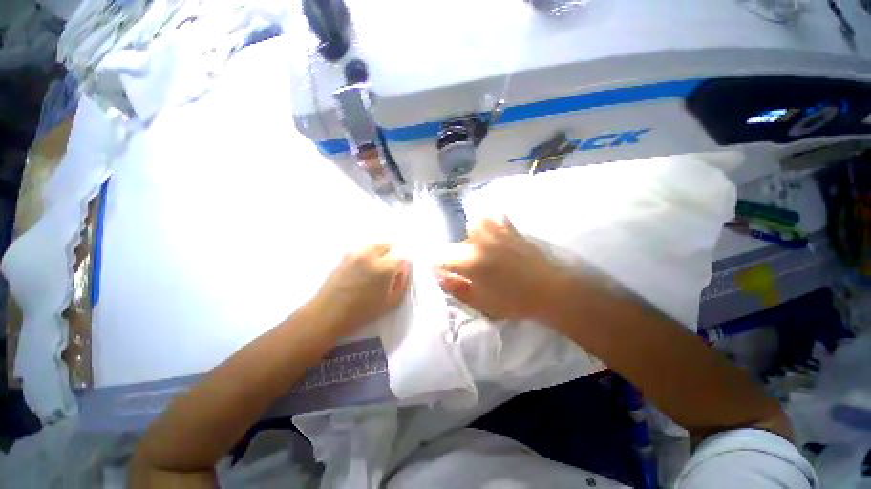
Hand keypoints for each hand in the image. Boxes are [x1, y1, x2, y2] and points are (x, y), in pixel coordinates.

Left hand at [312, 243, 410, 335]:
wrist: (328, 314)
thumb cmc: (363, 312)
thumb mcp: (392, 302)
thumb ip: (403, 281)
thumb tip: (407, 266)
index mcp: (384, 268)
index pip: (402, 257)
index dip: (402, 266)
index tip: (398, 275)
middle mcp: (370, 255)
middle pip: (388, 244)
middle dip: (392, 254)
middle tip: (388, 269)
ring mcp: (356, 253)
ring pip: (375, 245)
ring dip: (380, 253)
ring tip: (375, 269)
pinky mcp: (345, 255)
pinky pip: (363, 249)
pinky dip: (368, 255)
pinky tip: (363, 269)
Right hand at [435, 216, 566, 320]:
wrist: (549, 290)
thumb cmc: (513, 301)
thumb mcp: (480, 302)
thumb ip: (455, 288)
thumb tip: (439, 277)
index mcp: (469, 261)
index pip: (440, 258)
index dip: (437, 266)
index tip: (442, 273)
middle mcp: (478, 242)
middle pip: (456, 245)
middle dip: (456, 258)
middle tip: (466, 271)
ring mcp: (495, 232)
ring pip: (473, 226)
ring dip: (471, 238)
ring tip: (479, 251)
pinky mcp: (509, 229)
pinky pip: (494, 217)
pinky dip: (489, 222)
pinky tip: (492, 232)